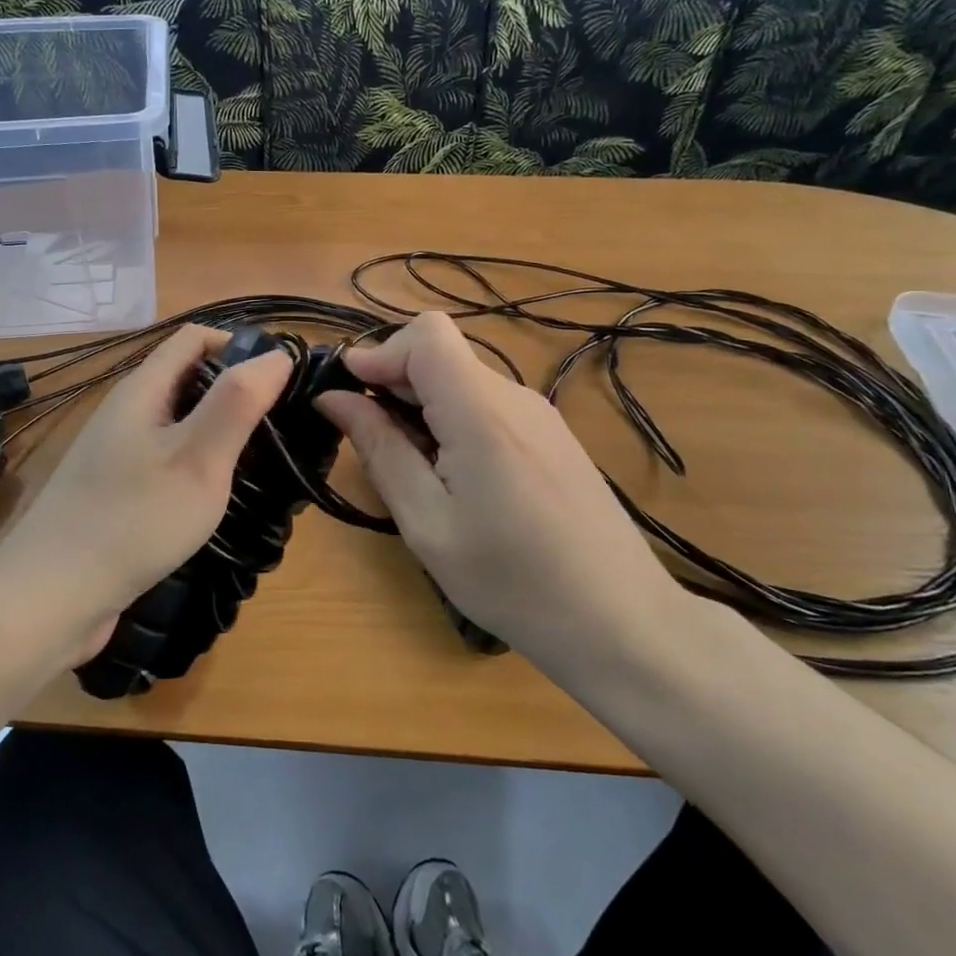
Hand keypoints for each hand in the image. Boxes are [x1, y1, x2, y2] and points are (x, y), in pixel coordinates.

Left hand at [0, 326, 291, 665]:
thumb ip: (238, 402)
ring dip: (220, 432)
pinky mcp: (117, 492)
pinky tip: (218, 496)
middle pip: (188, 378)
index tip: (283, 378)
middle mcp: (127, 412)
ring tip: (262, 461)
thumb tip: (278, 353)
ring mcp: (118, 454)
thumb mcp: (198, 458)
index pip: (194, 337)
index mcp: (142, 390)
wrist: (50, 599)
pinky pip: (167, 460)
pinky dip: (198, 465)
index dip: (240, 344)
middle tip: (282, 426)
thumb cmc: (132, 520)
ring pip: (179, 423)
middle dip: (235, 392)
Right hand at [316, 312, 690, 672]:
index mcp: (481, 411)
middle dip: (394, 384)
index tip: (349, 397)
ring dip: (421, 406)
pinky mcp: (551, 436)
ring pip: (461, 379)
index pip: (426, 333)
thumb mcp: (428, 523)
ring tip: (414, 472)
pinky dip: (452, 421)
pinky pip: (486, 404)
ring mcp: (539, 415)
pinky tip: (456, 480)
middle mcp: (514, 397)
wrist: (621, 622)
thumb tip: (334, 397)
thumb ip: (380, 450)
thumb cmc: (513, 582)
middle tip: (374, 446)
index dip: (380, 352)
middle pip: (440, 354)